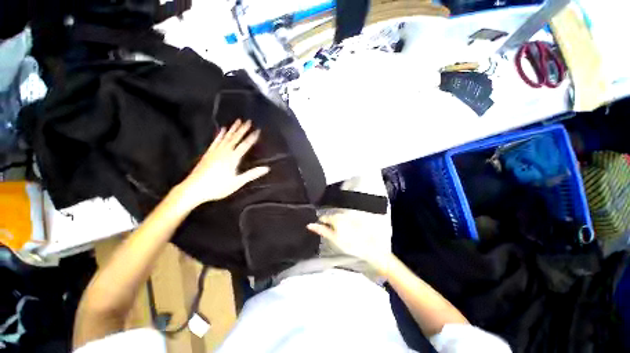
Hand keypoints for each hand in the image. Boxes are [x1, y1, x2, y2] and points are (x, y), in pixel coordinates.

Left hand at [175, 119, 269, 209]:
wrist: (193, 189)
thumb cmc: (217, 187)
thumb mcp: (237, 182)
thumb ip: (252, 174)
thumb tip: (266, 168)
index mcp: (232, 159)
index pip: (244, 145)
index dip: (251, 138)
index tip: (258, 130)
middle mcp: (224, 152)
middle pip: (235, 138)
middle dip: (242, 129)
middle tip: (248, 121)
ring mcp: (215, 151)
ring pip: (226, 137)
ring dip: (233, 129)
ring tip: (237, 121)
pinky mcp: (208, 153)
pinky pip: (215, 141)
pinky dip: (220, 134)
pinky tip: (222, 130)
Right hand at [307, 211, 391, 271]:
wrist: (371, 250)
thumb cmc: (350, 246)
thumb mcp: (333, 239)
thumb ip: (322, 230)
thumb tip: (310, 225)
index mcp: (336, 218)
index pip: (324, 217)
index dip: (320, 223)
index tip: (319, 228)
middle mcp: (343, 215)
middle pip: (332, 217)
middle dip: (329, 223)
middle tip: (330, 234)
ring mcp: (351, 217)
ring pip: (339, 218)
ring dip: (336, 224)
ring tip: (339, 235)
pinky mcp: (357, 220)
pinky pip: (347, 220)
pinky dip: (344, 225)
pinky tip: (348, 233)